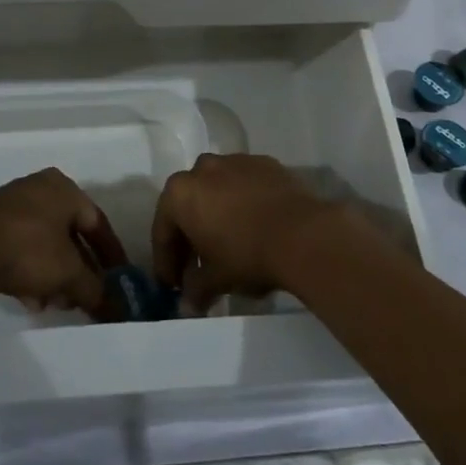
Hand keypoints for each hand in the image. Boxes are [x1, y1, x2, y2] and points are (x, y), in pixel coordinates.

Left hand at [0, 169, 127, 317]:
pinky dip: (32, 274)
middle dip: (81, 271)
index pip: (98, 223)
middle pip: (71, 235)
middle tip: (89, 297)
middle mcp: (40, 190)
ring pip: (45, 245)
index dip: (112, 255)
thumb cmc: (26, 247)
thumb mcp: (67, 271)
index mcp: (64, 188)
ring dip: (56, 276)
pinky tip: (32, 301)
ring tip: (59, 305)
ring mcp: (12, 207)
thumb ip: (95, 289)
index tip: (121, 281)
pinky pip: (22, 251)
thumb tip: (116, 308)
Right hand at [152, 153, 343, 311]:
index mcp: (180, 193)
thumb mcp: (215, 280)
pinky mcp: (265, 163)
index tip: (172, 285)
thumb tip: (188, 303)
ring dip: (217, 215)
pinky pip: (245, 185)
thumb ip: (195, 289)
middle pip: (188, 205)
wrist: (303, 234)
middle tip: (197, 267)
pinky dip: (244, 203)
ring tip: (228, 245)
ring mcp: (236, 161)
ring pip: (217, 191)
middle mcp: (203, 168)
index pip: (162, 230)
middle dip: (190, 236)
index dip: (166, 261)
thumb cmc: (246, 255)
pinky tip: (255, 226)